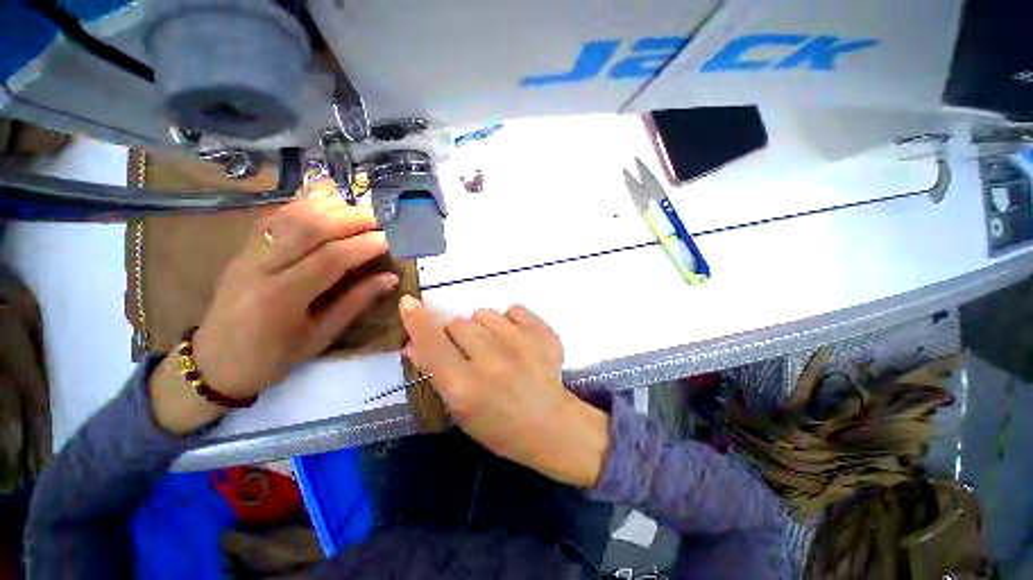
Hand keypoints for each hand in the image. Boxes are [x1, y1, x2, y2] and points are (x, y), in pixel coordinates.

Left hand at [150, 195, 397, 433]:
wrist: (215, 361)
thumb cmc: (273, 357)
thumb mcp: (321, 336)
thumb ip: (356, 302)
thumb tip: (391, 278)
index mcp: (283, 297)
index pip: (332, 258)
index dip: (366, 244)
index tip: (392, 239)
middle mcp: (262, 267)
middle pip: (310, 227)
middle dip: (352, 218)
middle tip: (381, 220)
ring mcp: (248, 252)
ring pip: (292, 215)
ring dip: (331, 208)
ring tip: (360, 212)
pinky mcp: (244, 247)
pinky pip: (277, 216)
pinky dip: (307, 207)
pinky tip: (329, 209)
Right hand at [399, 296, 609, 487]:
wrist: (552, 425)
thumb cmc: (500, 427)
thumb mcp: (460, 409)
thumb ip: (437, 372)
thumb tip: (414, 342)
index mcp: (465, 387)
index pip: (432, 342)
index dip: (417, 320)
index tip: (410, 303)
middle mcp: (490, 360)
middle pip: (457, 323)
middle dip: (457, 334)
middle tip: (472, 351)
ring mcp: (520, 343)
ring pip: (484, 313)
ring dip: (484, 327)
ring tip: (498, 347)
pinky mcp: (542, 333)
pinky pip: (514, 309)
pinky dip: (511, 321)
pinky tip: (518, 340)